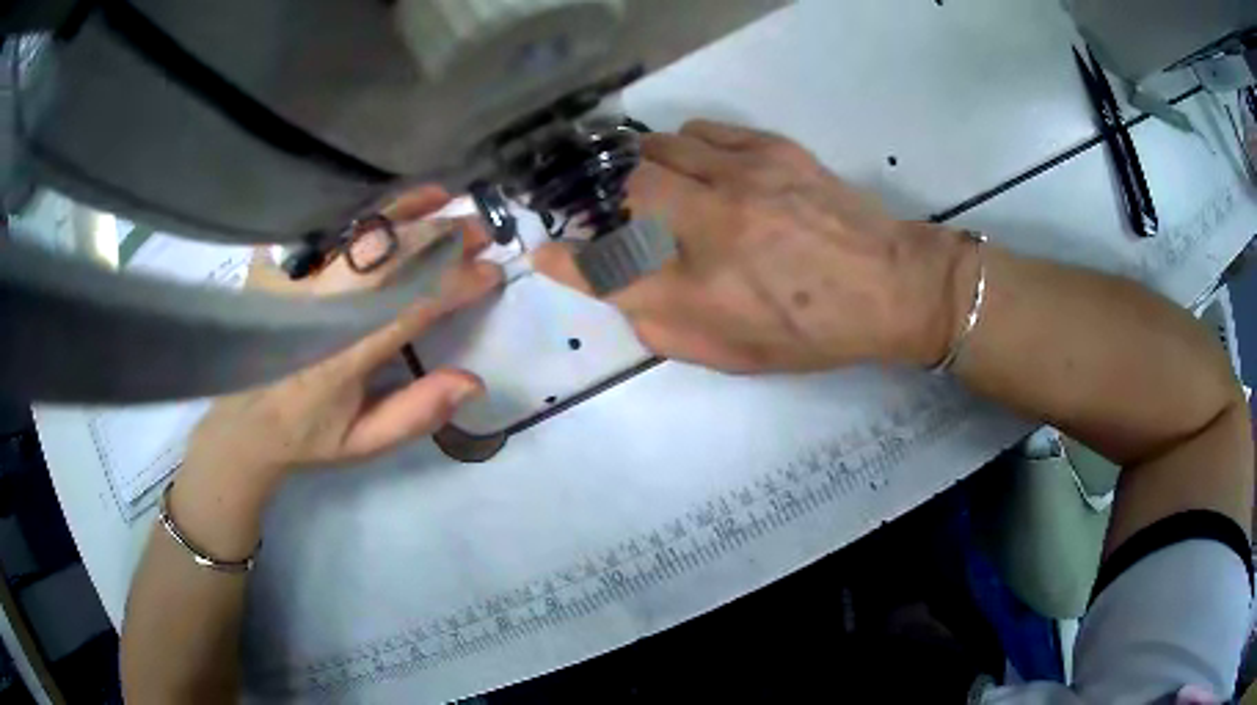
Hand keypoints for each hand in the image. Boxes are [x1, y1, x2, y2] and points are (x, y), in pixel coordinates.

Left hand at [182, 187, 501, 501]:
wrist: (239, 421)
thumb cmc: (305, 435)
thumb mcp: (363, 444)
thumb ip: (415, 415)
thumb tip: (473, 380)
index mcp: (338, 361)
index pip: (407, 307)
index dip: (454, 285)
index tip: (491, 273)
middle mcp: (313, 311)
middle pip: (383, 258)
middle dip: (438, 238)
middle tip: (479, 230)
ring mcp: (288, 281)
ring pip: (353, 234)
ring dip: (405, 213)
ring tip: (445, 199)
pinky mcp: (272, 264)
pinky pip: (325, 228)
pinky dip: (363, 212)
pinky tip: (392, 206)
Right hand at [534, 120, 974, 372]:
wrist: (889, 287)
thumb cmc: (811, 333)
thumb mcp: (732, 356)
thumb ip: (665, 328)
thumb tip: (624, 292)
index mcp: (701, 293)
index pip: (604, 271)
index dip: (564, 260)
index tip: (545, 251)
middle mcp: (712, 228)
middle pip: (623, 191)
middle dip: (603, 199)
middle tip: (612, 210)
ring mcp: (742, 179)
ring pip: (658, 149)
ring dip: (643, 167)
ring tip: (656, 184)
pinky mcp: (771, 150)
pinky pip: (702, 132)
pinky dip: (685, 146)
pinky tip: (696, 163)